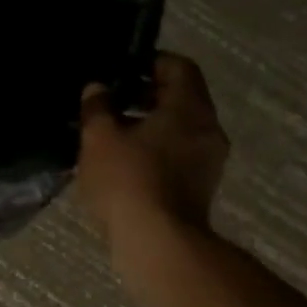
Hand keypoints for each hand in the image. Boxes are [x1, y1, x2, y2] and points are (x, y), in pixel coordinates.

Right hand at [78, 52, 229, 250]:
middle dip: (146, 96)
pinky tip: (124, 164)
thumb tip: (97, 88)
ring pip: (179, 129)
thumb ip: (97, 107)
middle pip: (181, 98)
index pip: (179, 66)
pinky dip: (155, 151)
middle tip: (111, 102)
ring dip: (148, 126)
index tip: (122, 70)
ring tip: (111, 135)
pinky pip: (178, 155)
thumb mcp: (99, 138)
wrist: (158, 243)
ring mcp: (209, 161)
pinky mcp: (200, 188)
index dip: (150, 62)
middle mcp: (208, 129)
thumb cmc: (129, 180)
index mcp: (190, 107)